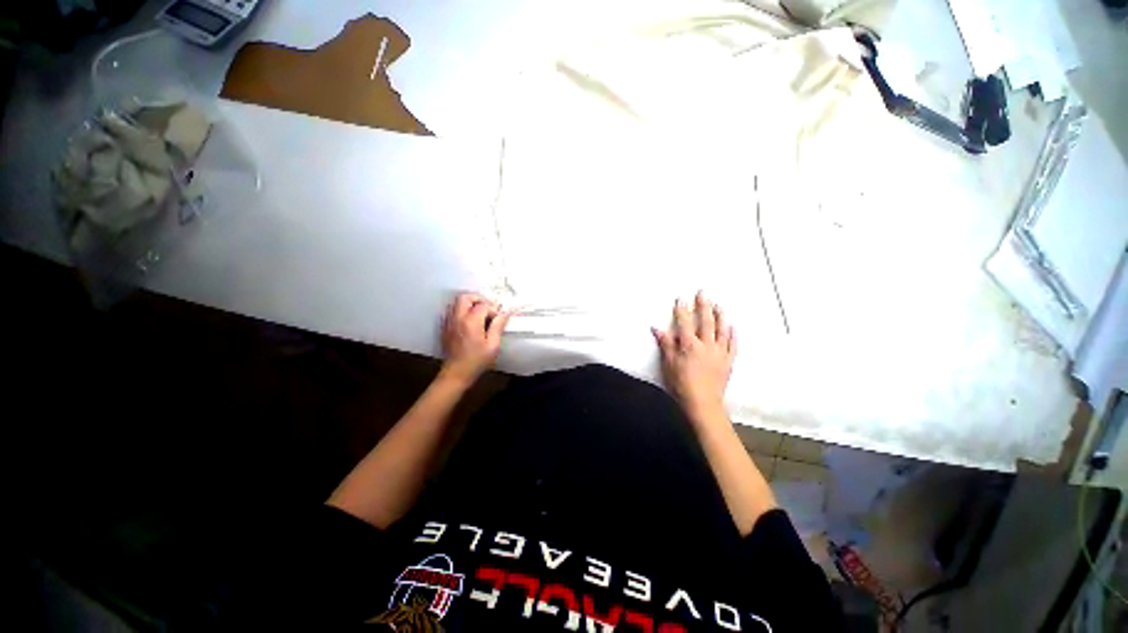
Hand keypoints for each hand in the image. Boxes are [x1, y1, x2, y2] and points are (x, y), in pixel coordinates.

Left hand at [440, 293, 509, 384]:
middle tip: (488, 308)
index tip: (498, 318)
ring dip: (470, 304)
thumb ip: (498, 326)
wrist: (456, 373)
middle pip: (466, 297)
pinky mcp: (445, 327)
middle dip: (479, 299)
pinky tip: (470, 321)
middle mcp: (458, 318)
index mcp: (471, 322)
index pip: (484, 305)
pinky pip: (452, 311)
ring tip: (480, 314)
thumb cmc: (477, 361)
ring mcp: (449, 322)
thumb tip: (504, 313)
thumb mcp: (493, 345)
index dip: (493, 309)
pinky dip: (462, 311)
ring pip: (457, 303)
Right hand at [652, 291, 735, 422]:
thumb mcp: (668, 364)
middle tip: (703, 293)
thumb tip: (657, 328)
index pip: (685, 323)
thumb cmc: (681, 384)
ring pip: (722, 330)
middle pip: (706, 321)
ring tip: (719, 305)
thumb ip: (665, 344)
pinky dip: (733, 335)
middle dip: (703, 305)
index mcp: (689, 345)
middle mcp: (706, 345)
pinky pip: (733, 345)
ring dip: (720, 316)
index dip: (682, 310)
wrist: (702, 403)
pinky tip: (733, 327)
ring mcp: (719, 353)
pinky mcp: (728, 361)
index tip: (681, 298)